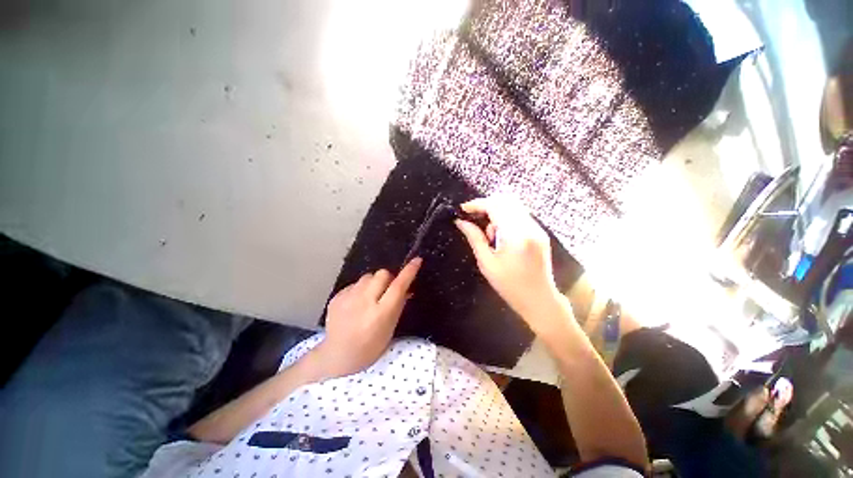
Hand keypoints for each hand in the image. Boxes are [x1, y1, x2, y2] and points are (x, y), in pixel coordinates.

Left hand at [314, 258, 421, 377]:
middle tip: (386, 290)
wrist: (338, 356)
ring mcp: (347, 299)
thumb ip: (398, 305)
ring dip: (373, 283)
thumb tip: (407, 288)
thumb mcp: (390, 328)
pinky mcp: (336, 297)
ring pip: (367, 276)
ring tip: (369, 298)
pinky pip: (354, 284)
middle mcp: (364, 302)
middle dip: (388, 278)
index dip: (409, 272)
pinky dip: (359, 290)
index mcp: (380, 314)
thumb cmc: (370, 347)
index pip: (398, 286)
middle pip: (382, 274)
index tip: (416, 260)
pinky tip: (356, 304)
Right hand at [454, 195, 560, 330]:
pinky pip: (520, 215)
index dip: (477, 204)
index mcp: (516, 236)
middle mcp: (530, 227)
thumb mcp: (487, 263)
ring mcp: (537, 229)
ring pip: (513, 206)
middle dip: (487, 205)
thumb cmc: (510, 286)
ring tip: (489, 235)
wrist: (539, 299)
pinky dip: (506, 219)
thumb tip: (461, 222)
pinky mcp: (539, 233)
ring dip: (496, 213)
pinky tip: (499, 236)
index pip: (495, 206)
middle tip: (473, 218)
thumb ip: (475, 238)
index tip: (463, 209)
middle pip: (506, 201)